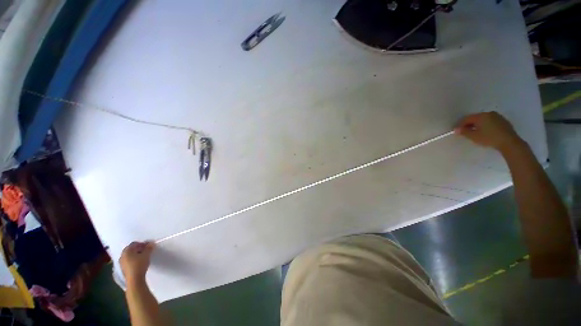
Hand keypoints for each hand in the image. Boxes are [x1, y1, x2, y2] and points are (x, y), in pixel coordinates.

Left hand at [120, 241, 154, 283]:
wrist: (134, 281)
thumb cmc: (139, 266)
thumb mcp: (146, 257)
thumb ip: (148, 249)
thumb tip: (151, 243)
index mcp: (127, 249)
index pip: (134, 244)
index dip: (142, 245)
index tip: (147, 247)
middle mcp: (122, 255)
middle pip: (131, 250)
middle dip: (138, 251)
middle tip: (145, 254)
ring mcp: (122, 263)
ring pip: (129, 258)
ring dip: (135, 258)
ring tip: (141, 261)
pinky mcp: (123, 270)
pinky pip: (128, 264)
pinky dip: (133, 264)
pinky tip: (137, 267)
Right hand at [454, 112, 523, 151]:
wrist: (509, 141)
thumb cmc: (491, 139)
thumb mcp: (477, 138)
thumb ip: (466, 133)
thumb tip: (456, 129)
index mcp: (480, 116)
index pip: (468, 118)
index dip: (462, 124)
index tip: (457, 129)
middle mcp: (488, 113)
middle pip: (477, 118)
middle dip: (472, 124)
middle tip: (469, 132)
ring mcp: (497, 116)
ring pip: (486, 119)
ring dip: (482, 125)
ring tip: (480, 133)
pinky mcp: (503, 121)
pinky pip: (493, 122)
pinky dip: (490, 126)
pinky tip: (491, 133)